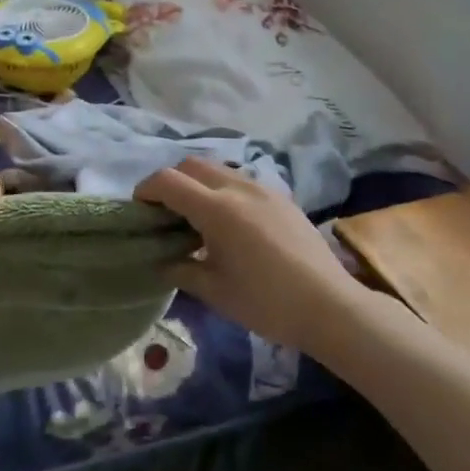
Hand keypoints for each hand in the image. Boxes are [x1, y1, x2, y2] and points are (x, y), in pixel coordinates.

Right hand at [136, 159, 357, 354]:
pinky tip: (230, 223)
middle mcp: (238, 188)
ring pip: (218, 169)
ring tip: (197, 218)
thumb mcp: (214, 292)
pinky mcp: (282, 197)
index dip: (146, 189)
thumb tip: (162, 261)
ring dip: (198, 183)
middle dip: (170, 181)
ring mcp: (263, 189)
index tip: (139, 210)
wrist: (330, 306)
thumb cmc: (266, 302)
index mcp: (216, 209)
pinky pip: (241, 181)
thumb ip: (181, 270)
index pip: (167, 180)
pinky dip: (223, 190)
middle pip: (191, 164)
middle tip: (165, 213)